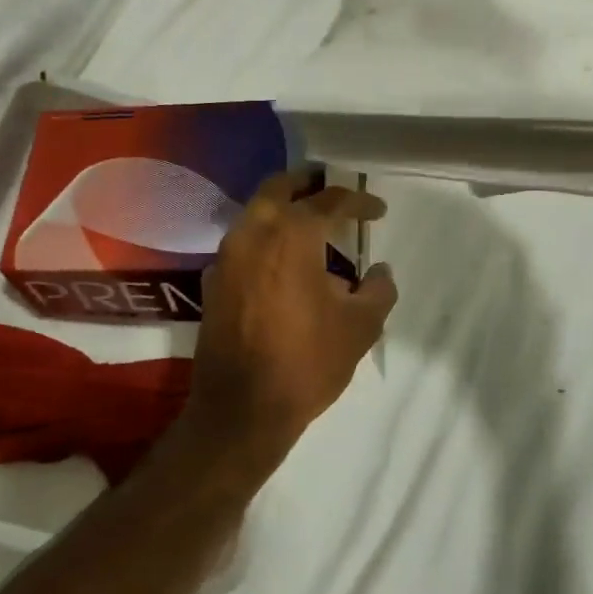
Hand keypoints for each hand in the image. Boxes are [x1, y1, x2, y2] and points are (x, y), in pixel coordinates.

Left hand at [178, 173, 395, 470]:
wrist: (241, 410)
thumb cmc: (307, 363)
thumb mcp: (359, 328)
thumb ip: (378, 290)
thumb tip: (379, 271)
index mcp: (291, 235)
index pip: (329, 201)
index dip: (358, 201)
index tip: (378, 210)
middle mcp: (253, 233)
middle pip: (279, 188)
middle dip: (308, 183)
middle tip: (332, 190)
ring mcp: (226, 256)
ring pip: (255, 213)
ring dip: (283, 210)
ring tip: (312, 227)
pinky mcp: (212, 281)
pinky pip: (242, 244)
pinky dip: (265, 239)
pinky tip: (283, 263)